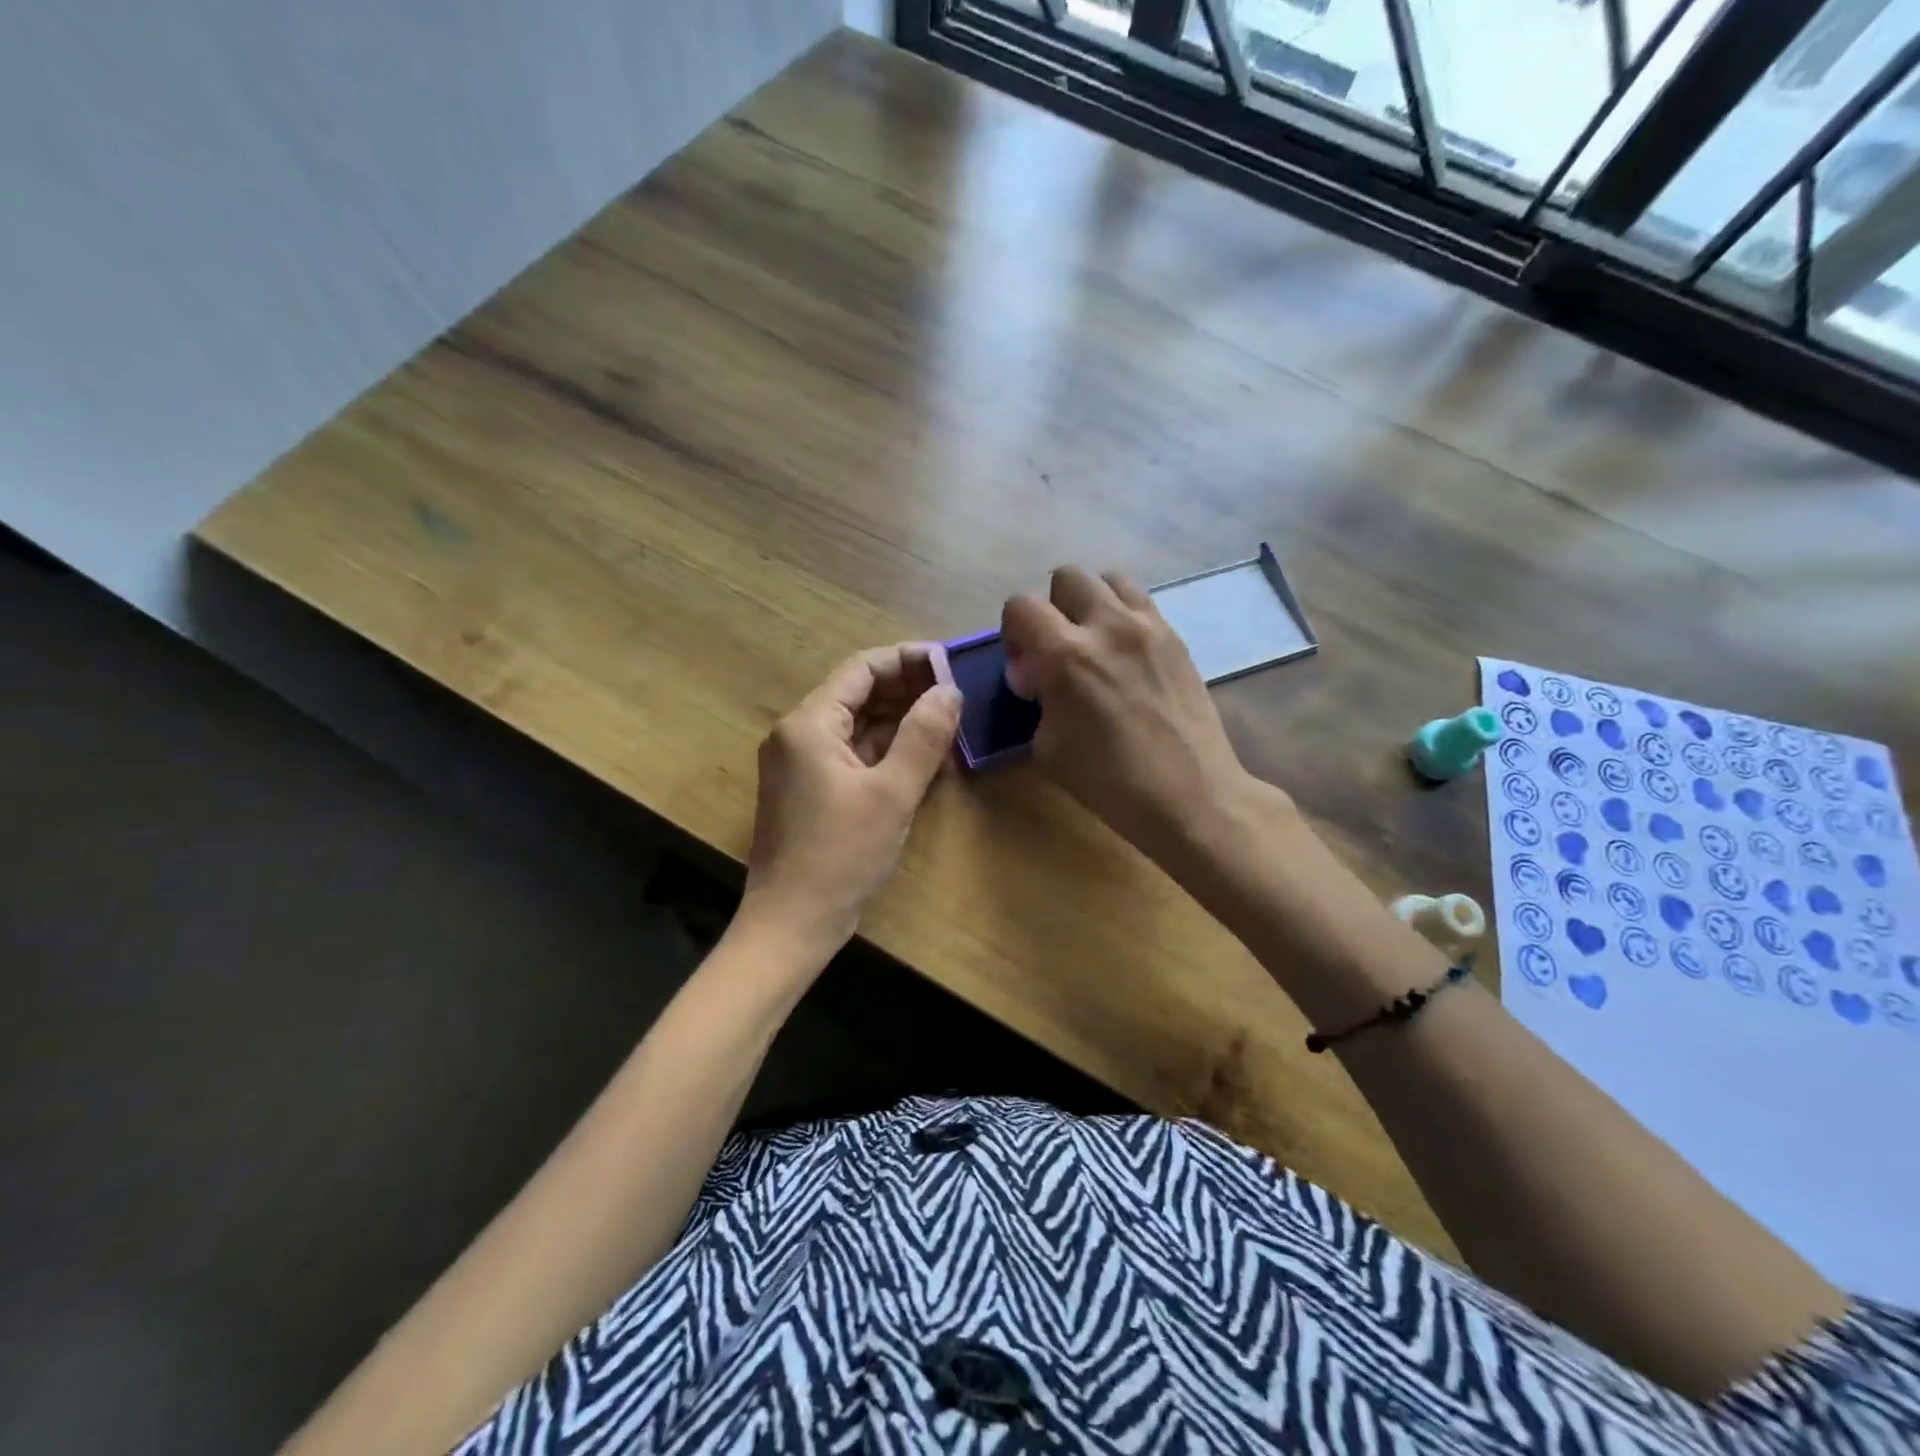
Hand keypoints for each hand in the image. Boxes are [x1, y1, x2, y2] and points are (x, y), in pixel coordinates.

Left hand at [741, 644, 961, 954]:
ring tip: (947, 722)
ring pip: (856, 725)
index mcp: (808, 724)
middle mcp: (798, 734)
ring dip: (899, 721)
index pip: (861, 669)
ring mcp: (800, 763)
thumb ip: (924, 736)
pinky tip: (922, 757)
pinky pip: (851, 754)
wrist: (792, 923)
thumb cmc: (840, 855)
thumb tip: (950, 691)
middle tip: (956, 694)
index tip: (949, 663)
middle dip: (906, 690)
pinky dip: (884, 751)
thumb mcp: (892, 793)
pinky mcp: (809, 789)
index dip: (907, 660)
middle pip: (857, 694)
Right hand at [1002, 566, 1265, 861]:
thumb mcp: (1048, 747)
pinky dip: (1123, 615)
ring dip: (1091, 603)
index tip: (1024, 668)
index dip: (1012, 633)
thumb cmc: (1110, 782)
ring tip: (1093, 642)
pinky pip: (1141, 602)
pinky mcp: (1175, 638)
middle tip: (1057, 649)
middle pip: (1067, 577)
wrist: (1190, 795)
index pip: (1021, 606)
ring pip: (1109, 579)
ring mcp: (1148, 627)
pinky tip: (1126, 655)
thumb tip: (1039, 679)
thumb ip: (1037, 700)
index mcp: (1067, 656)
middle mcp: (1107, 626)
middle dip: (1052, 608)